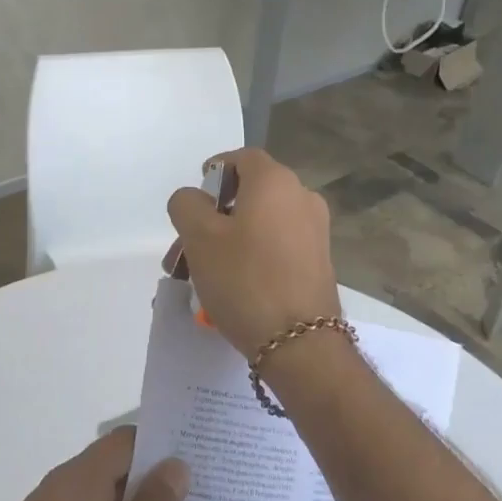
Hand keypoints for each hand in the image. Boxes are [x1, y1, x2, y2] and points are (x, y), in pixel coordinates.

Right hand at [164, 147, 340, 359]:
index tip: (194, 201)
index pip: (242, 158)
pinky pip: (276, 247)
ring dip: (226, 242)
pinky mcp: (318, 261)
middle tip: (183, 252)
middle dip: (211, 220)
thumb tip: (194, 199)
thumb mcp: (199, 237)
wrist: (300, 342)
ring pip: (259, 225)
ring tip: (196, 278)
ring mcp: (315, 231)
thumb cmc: (244, 279)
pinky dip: (250, 257)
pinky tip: (228, 289)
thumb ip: (187, 205)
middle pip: (249, 195)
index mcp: (276, 182)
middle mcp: (302, 197)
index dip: (214, 172)